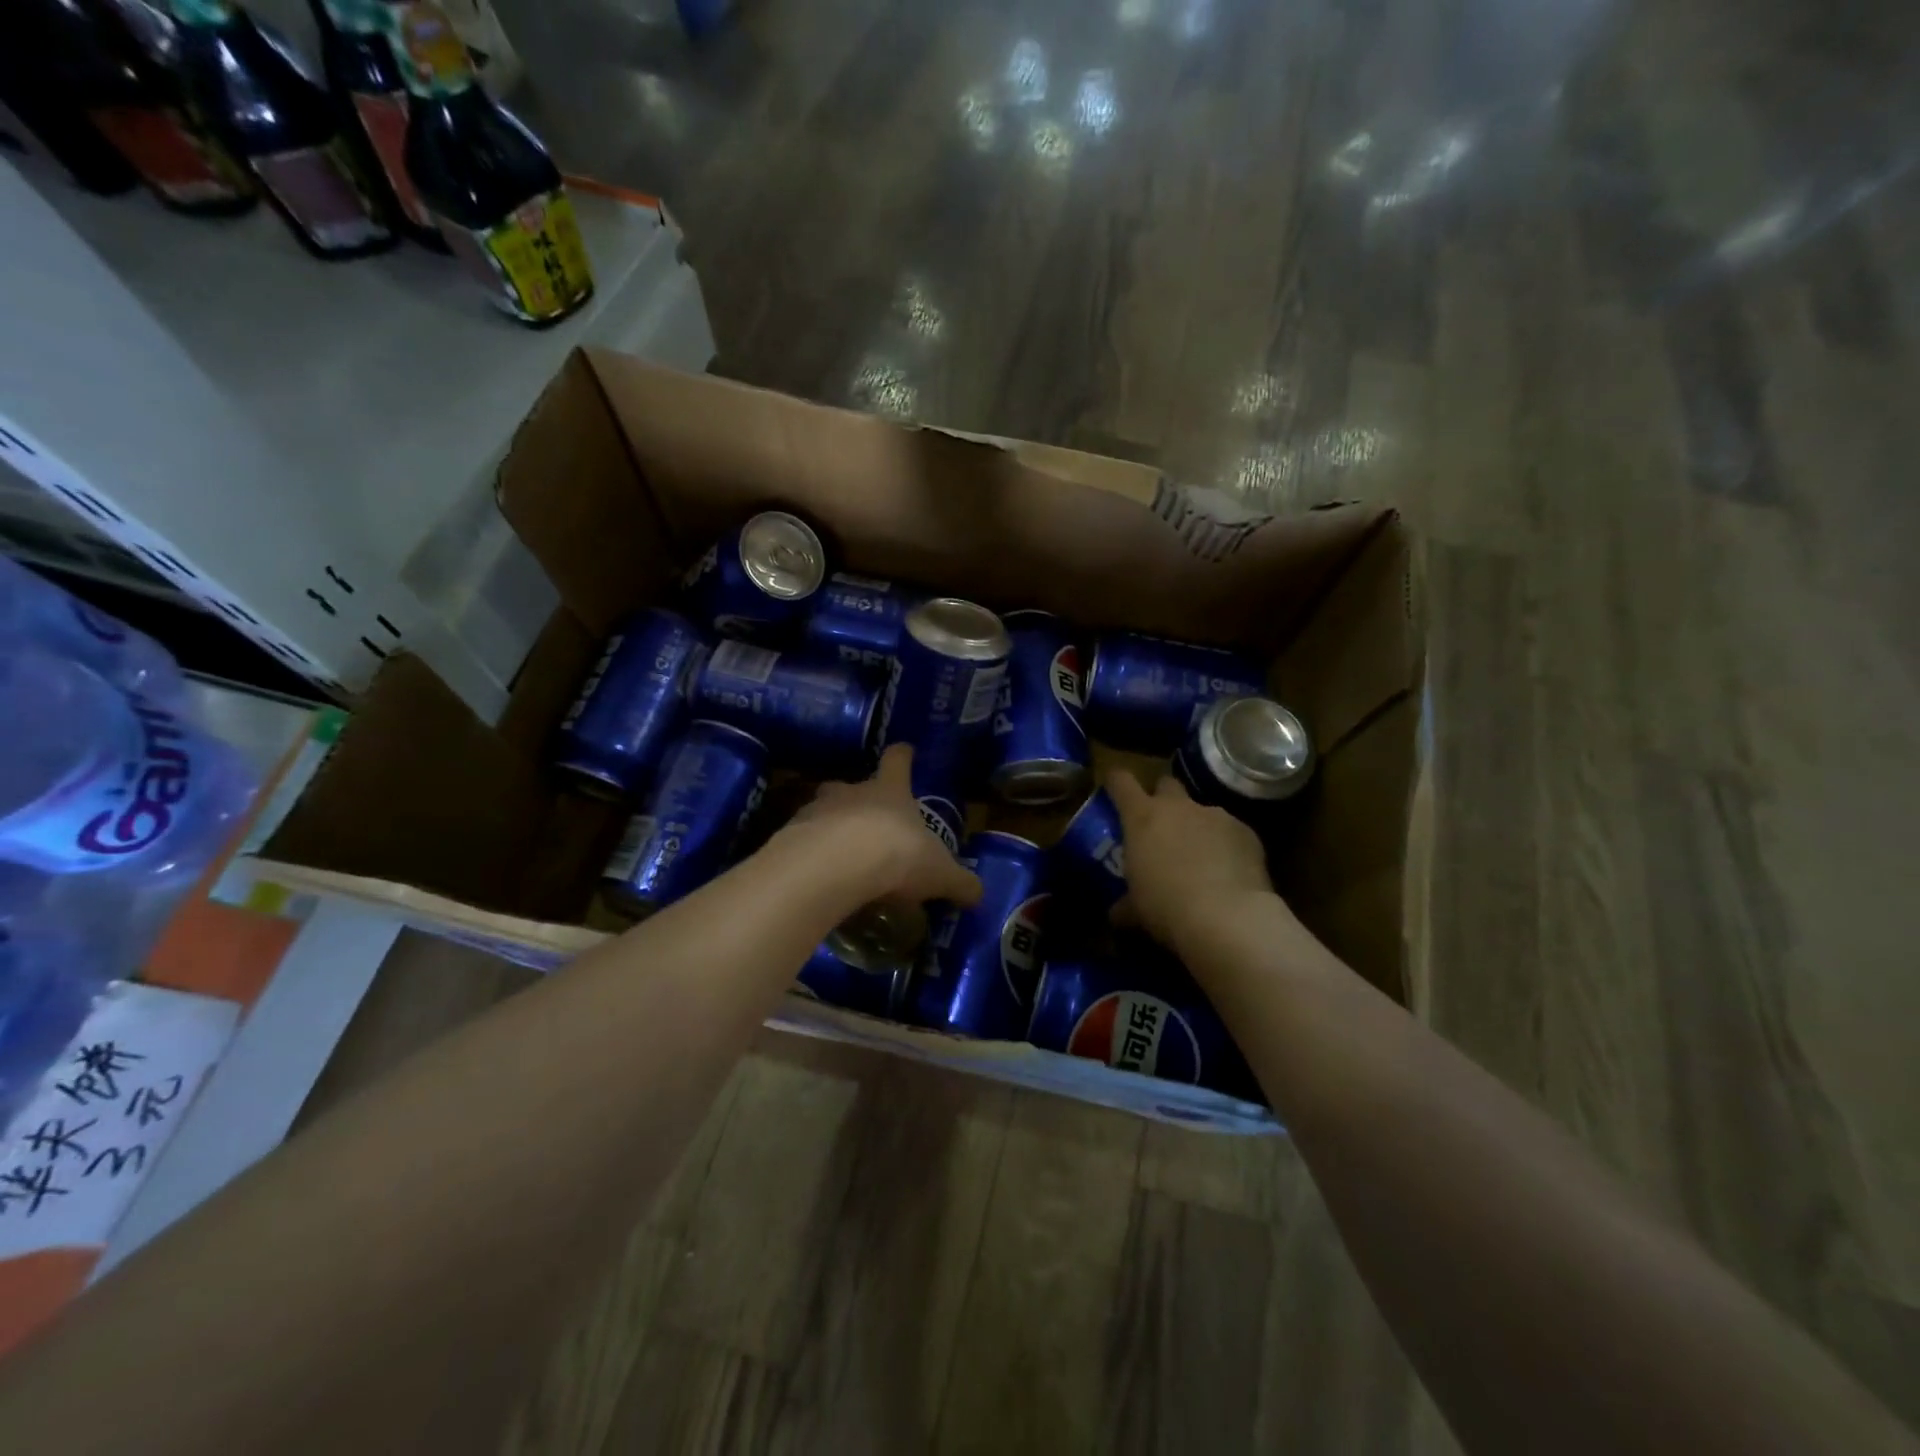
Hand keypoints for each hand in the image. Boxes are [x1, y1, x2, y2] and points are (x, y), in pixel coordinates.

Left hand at [786, 744, 983, 907]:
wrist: (833, 866)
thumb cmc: (896, 855)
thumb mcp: (939, 873)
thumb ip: (958, 882)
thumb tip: (979, 894)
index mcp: (890, 791)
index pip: (897, 761)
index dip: (903, 756)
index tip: (905, 750)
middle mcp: (851, 792)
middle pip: (852, 784)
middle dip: (858, 798)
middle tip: (868, 820)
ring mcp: (816, 811)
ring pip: (823, 811)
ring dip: (831, 828)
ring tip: (841, 858)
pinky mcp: (789, 837)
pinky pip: (803, 842)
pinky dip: (811, 856)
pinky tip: (820, 879)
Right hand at [1106, 768, 1276, 950]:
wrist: (1227, 918)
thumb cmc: (1166, 907)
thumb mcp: (1136, 909)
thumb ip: (1124, 904)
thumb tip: (1117, 913)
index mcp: (1143, 817)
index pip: (1121, 781)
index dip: (1116, 781)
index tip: (1113, 786)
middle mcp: (1179, 807)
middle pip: (1166, 784)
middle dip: (1162, 799)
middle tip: (1161, 826)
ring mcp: (1216, 816)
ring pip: (1201, 811)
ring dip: (1197, 828)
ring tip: (1200, 860)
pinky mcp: (1247, 832)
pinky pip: (1230, 833)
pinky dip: (1226, 846)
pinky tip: (1229, 874)